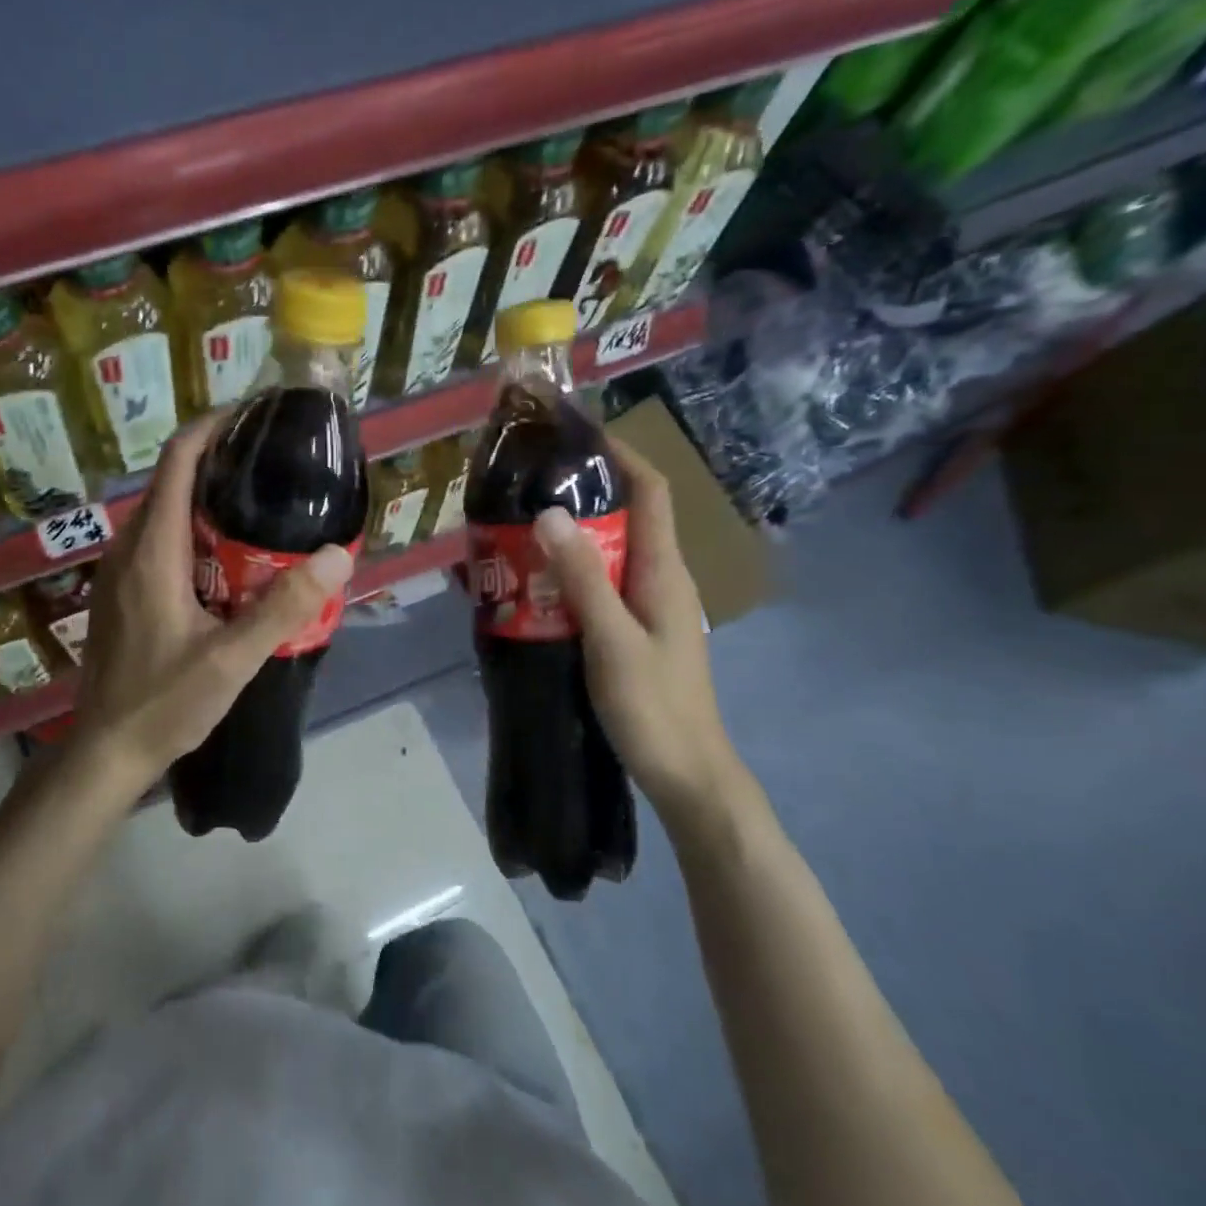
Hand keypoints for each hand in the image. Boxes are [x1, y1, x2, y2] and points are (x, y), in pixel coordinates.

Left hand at [71, 419, 354, 784]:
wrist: (107, 751)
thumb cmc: (164, 703)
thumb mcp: (232, 659)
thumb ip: (284, 607)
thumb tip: (337, 554)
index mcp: (152, 551)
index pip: (177, 462)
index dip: (212, 427)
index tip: (253, 415)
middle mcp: (129, 549)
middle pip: (172, 482)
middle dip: (219, 462)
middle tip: (274, 465)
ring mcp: (120, 572)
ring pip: (165, 514)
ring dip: (207, 500)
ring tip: (262, 506)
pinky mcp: (122, 593)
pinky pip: (159, 542)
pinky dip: (194, 532)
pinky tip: (230, 559)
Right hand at [532, 439, 750, 829]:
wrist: (688, 774)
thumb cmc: (655, 707)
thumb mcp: (613, 640)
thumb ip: (583, 578)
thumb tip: (551, 514)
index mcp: (664, 571)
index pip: (651, 491)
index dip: (620, 453)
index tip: (576, 431)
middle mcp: (660, 578)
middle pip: (626, 516)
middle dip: (582, 491)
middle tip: (526, 482)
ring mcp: (648, 606)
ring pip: (608, 552)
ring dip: (569, 535)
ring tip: (517, 527)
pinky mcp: (633, 630)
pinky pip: (600, 584)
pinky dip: (569, 573)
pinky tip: (532, 584)